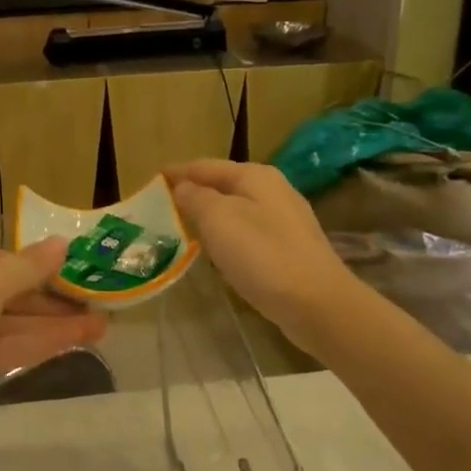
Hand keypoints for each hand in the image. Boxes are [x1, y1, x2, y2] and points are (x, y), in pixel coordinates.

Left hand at [0, 234, 107, 432]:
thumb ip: (28, 267)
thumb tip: (63, 243)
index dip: (34, 266)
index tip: (72, 274)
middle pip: (3, 292)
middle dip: (50, 301)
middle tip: (97, 305)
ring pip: (6, 324)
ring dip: (51, 325)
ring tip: (101, 327)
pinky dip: (33, 345)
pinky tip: (72, 343)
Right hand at [167, 160, 355, 349]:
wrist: (317, 304)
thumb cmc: (262, 255)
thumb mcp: (218, 219)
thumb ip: (195, 198)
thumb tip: (182, 187)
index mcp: (255, 176)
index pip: (206, 166)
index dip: (178, 172)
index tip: (153, 180)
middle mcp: (274, 190)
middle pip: (224, 185)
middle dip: (194, 193)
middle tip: (164, 206)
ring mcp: (286, 220)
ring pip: (237, 210)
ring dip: (211, 215)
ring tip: (184, 228)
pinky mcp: (291, 249)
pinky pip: (249, 233)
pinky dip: (228, 236)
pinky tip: (218, 252)